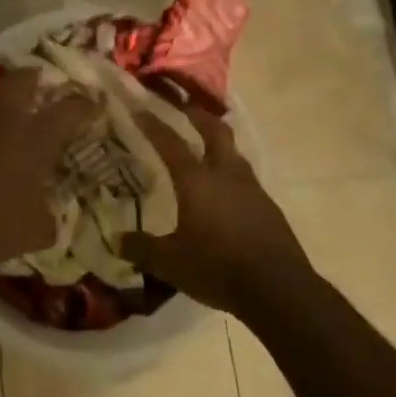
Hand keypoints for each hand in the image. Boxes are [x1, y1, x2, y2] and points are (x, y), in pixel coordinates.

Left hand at [0, 69, 97, 272]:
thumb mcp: (35, 232)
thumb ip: (49, 220)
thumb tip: (52, 218)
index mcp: (36, 137)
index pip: (69, 109)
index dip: (86, 105)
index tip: (96, 104)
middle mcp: (7, 120)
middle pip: (24, 80)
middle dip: (38, 78)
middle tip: (47, 86)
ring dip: (6, 94)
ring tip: (15, 107)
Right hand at [121, 104, 316, 315]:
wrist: (278, 289)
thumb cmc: (217, 268)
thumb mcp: (170, 263)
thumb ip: (141, 248)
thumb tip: (116, 240)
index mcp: (197, 181)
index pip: (171, 143)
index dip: (154, 124)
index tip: (140, 108)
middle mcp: (225, 175)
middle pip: (215, 131)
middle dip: (198, 115)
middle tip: (185, 107)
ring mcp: (252, 189)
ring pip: (234, 153)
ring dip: (219, 142)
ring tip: (206, 145)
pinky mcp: (268, 207)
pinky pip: (246, 178)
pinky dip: (232, 172)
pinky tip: (226, 190)